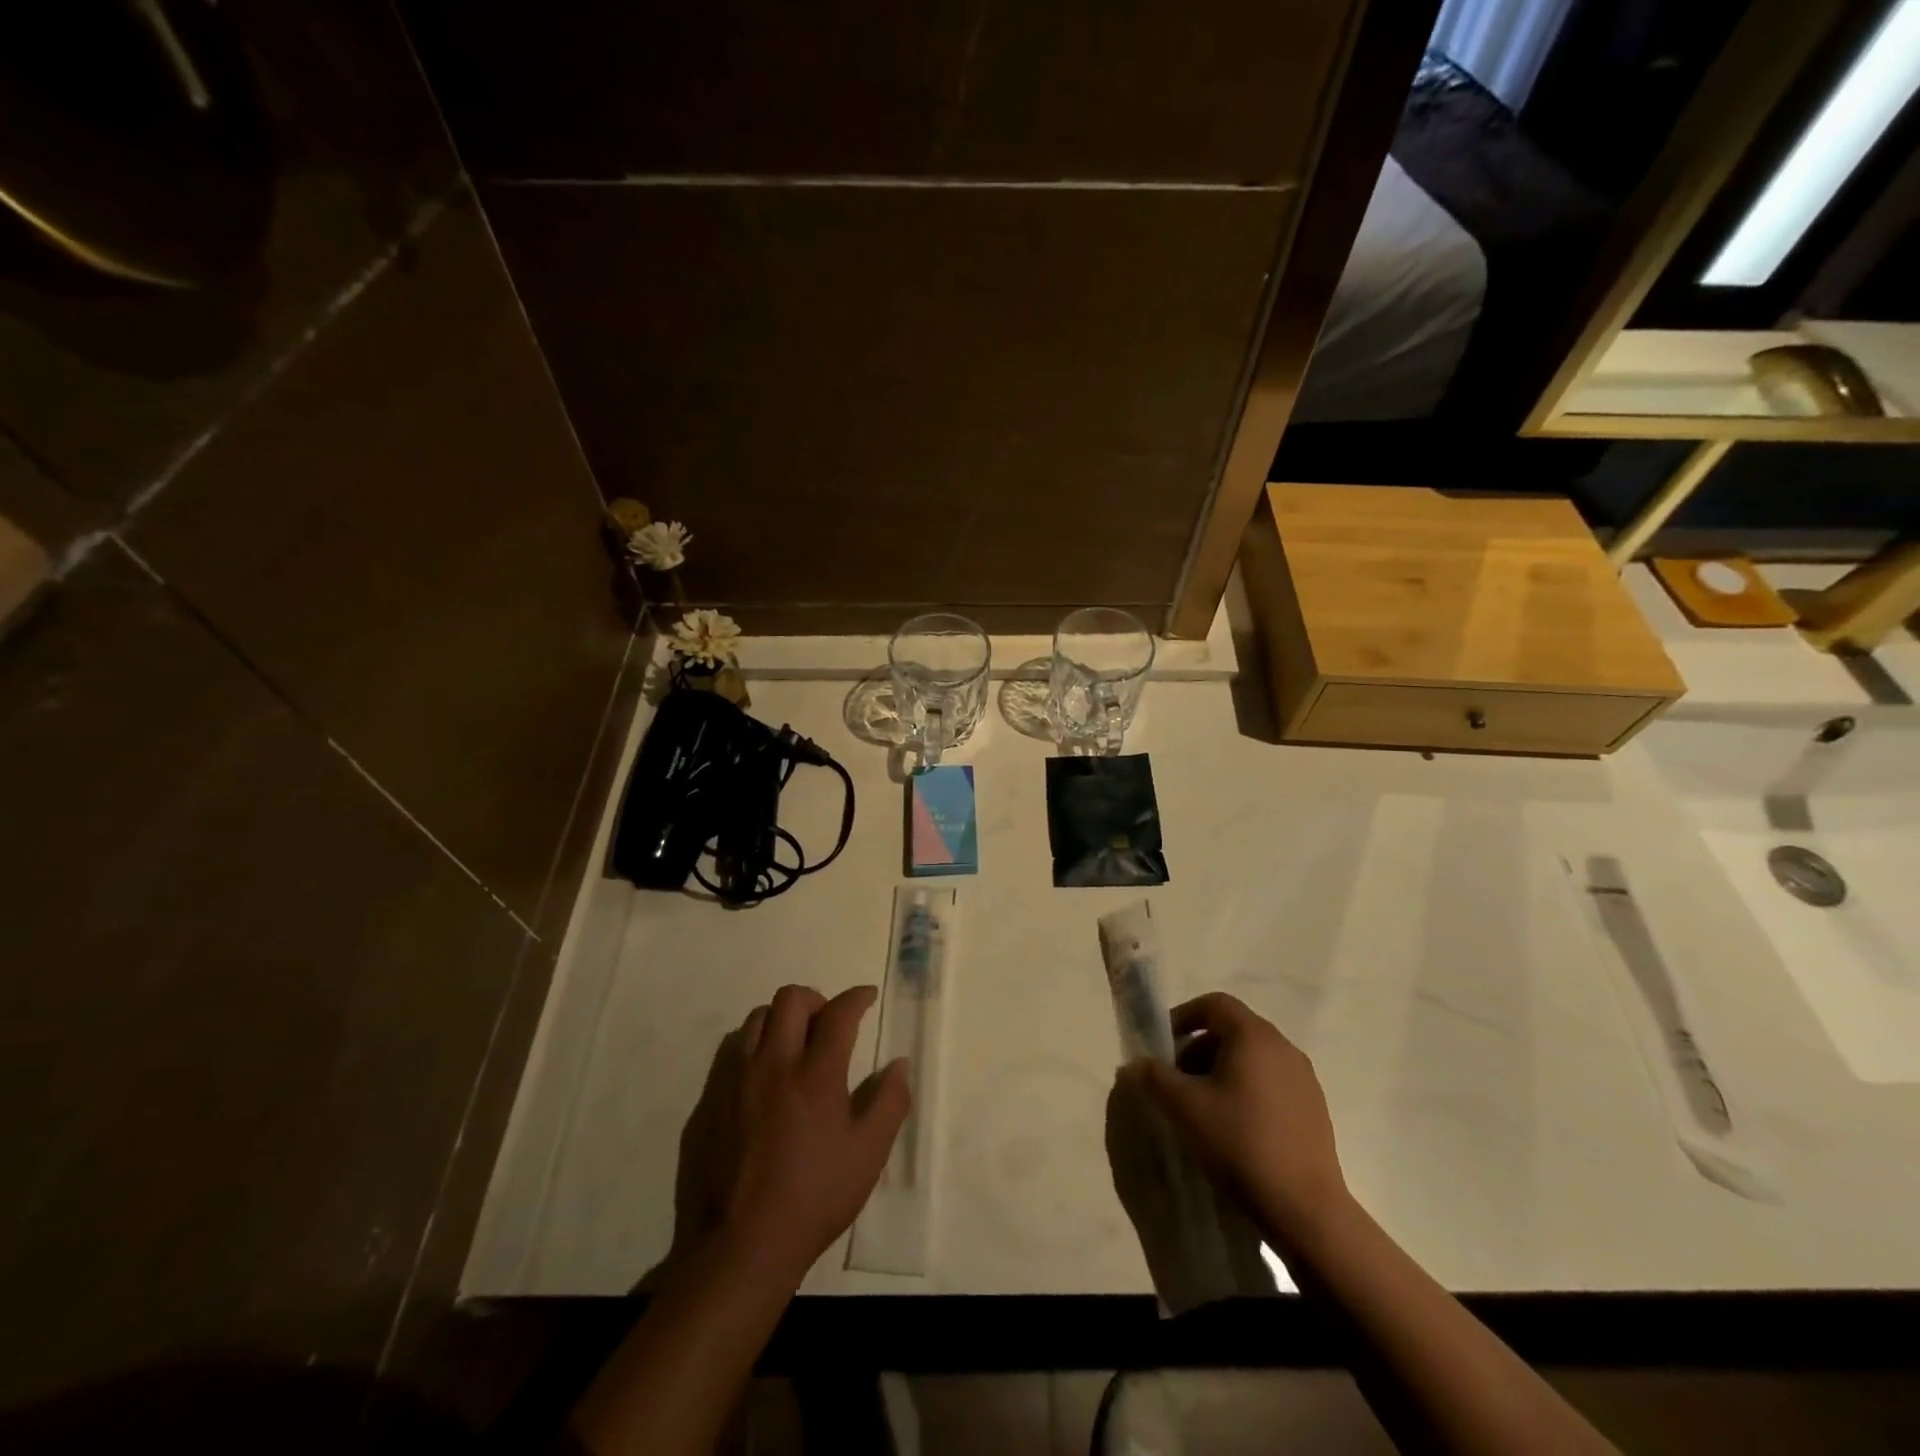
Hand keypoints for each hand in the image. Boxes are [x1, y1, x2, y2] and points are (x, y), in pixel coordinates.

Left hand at [675, 984, 909, 1290]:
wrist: (737, 1247)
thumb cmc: (813, 1199)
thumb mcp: (868, 1155)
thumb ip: (889, 1102)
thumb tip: (899, 1064)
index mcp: (815, 1074)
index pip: (838, 1013)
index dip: (857, 997)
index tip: (866, 997)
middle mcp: (772, 1064)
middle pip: (790, 999)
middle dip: (815, 1000)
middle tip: (827, 1024)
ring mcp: (734, 1080)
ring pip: (755, 1019)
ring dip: (780, 1020)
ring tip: (793, 1047)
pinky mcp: (708, 1101)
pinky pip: (730, 1052)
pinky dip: (752, 1048)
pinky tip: (761, 1079)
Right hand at [1125, 992, 1348, 1243]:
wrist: (1304, 1208)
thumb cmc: (1239, 1143)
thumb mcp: (1183, 1107)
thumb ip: (1154, 1077)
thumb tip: (1136, 1064)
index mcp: (1254, 1036)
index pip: (1214, 1004)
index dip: (1183, 1016)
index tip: (1163, 1045)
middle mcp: (1283, 1047)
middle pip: (1233, 1030)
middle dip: (1199, 1048)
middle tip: (1177, 1080)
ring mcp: (1304, 1078)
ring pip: (1253, 1057)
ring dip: (1221, 1070)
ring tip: (1203, 1106)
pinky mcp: (1314, 1108)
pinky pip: (1272, 1082)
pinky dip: (1247, 1089)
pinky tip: (1235, 1127)